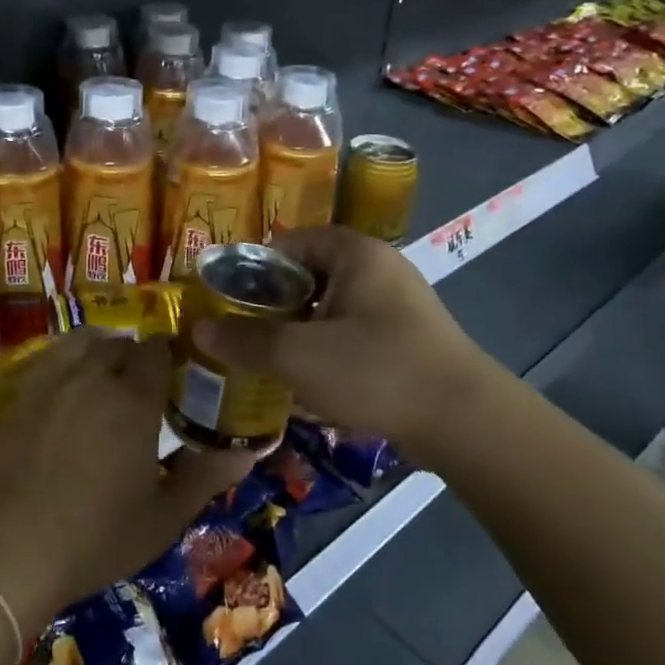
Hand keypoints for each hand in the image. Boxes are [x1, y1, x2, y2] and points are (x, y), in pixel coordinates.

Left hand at [0, 331, 252, 633]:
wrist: (16, 549)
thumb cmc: (99, 536)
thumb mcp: (165, 516)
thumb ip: (208, 475)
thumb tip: (251, 451)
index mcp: (134, 400)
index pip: (159, 350)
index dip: (172, 357)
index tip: (179, 378)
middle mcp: (94, 376)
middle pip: (123, 343)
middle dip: (139, 358)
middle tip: (146, 391)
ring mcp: (54, 380)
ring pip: (86, 341)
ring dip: (103, 351)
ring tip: (108, 380)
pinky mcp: (25, 393)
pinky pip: (54, 356)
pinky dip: (71, 359)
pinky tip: (72, 389)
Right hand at [190, 227, 493, 457]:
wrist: (466, 423)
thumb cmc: (376, 370)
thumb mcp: (299, 355)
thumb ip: (246, 340)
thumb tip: (199, 329)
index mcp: (356, 253)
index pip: (292, 241)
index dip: (255, 266)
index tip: (228, 297)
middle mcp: (380, 268)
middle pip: (310, 275)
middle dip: (274, 303)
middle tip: (241, 331)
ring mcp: (399, 305)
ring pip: (331, 307)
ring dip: (299, 330)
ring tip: (267, 359)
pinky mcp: (409, 339)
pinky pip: (354, 332)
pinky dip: (327, 349)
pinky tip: (309, 381)